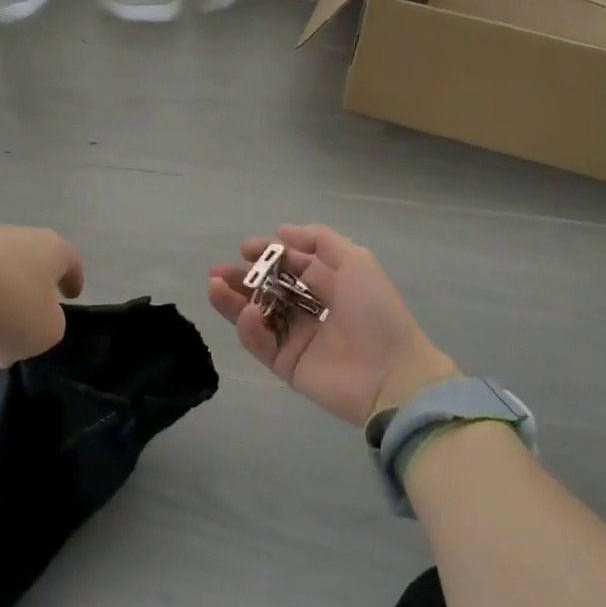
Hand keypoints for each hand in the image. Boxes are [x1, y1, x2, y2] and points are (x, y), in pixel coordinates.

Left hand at [0, 225, 83, 365]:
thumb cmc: (12, 308)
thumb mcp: (48, 330)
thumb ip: (53, 322)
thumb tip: (39, 316)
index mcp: (53, 248)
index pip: (72, 261)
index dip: (73, 280)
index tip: (71, 296)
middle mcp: (21, 233)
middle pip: (33, 262)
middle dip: (31, 289)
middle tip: (26, 319)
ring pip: (1, 267)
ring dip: (1, 291)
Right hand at [208, 224, 459, 426]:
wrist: (391, 374)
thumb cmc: (375, 311)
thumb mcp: (356, 261)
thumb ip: (320, 241)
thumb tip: (282, 232)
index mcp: (330, 284)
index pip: (291, 265)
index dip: (267, 254)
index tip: (244, 248)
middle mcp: (311, 309)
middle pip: (269, 290)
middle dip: (243, 277)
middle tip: (217, 271)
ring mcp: (298, 339)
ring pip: (258, 315)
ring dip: (234, 300)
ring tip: (214, 286)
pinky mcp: (287, 366)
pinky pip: (262, 344)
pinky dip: (250, 328)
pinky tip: (247, 313)